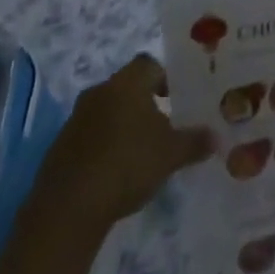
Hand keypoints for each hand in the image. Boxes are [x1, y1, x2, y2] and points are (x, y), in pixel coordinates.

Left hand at [39, 55, 213, 225]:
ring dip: (122, 125)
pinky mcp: (59, 147)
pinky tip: (113, 172)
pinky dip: (102, 146)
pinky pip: (88, 136)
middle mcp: (100, 91)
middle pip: (127, 87)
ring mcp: (75, 119)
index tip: (177, 99)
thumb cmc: (127, 165)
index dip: (165, 78)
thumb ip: (194, 142)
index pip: (150, 64)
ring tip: (139, 152)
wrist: (67, 209)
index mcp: (127, 83)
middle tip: (163, 125)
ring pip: (107, 111)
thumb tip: (215, 136)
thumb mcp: (170, 155)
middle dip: (144, 102)